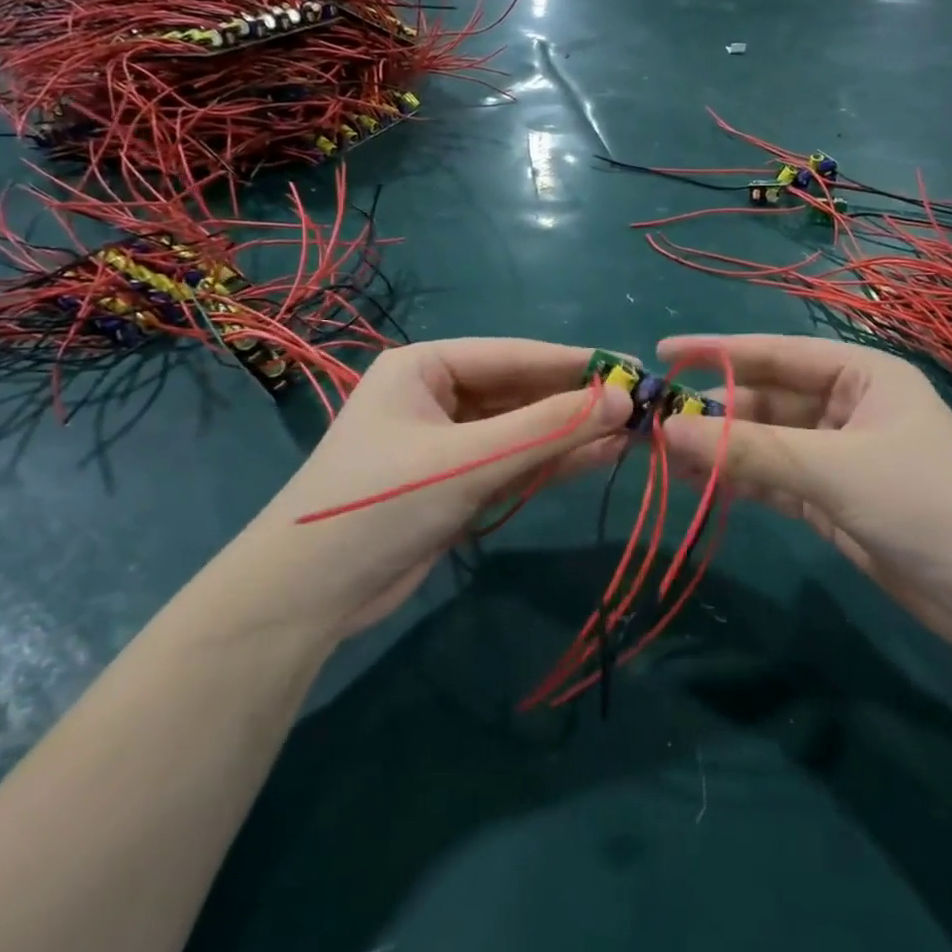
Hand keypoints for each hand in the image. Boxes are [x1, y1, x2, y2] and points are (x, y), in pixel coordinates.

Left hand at [236, 339, 629, 642]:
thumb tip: (624, 398)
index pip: (514, 355)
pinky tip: (598, 458)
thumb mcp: (468, 461)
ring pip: (520, 430)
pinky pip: (512, 463)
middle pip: (520, 392)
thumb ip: (546, 429)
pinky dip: (550, 463)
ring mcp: (446, 443)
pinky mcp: (455, 484)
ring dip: (570, 434)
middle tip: (642, 407)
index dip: (576, 363)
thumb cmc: (380, 503)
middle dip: (576, 402)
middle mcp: (436, 396)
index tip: (635, 369)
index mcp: (425, 367)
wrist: (309, 596)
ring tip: (633, 434)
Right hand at [657, 335, 951, 647]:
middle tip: (653, 424)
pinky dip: (737, 480)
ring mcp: (837, 454)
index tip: (662, 355)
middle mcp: (846, 405)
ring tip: (662, 456)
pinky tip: (696, 483)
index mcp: (861, 373)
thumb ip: (748, 450)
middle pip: (765, 399)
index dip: (717, 352)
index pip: (776, 354)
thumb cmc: (926, 503)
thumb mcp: (834, 469)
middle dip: (713, 411)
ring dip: (719, 449)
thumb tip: (666, 429)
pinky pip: (772, 477)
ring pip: (764, 441)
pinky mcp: (830, 497)